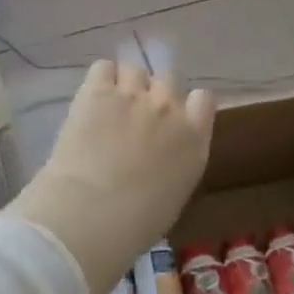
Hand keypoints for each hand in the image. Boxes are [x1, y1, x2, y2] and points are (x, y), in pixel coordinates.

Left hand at [12, 61, 215, 293]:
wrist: (90, 215)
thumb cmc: (135, 224)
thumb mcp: (174, 195)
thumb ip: (177, 163)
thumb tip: (162, 157)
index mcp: (194, 138)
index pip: (203, 99)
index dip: (187, 105)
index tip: (173, 119)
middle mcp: (169, 108)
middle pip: (168, 80)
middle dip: (154, 94)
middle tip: (135, 117)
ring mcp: (133, 95)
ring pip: (135, 71)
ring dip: (125, 85)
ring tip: (109, 107)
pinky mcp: (97, 91)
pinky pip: (103, 68)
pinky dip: (100, 80)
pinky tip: (92, 99)